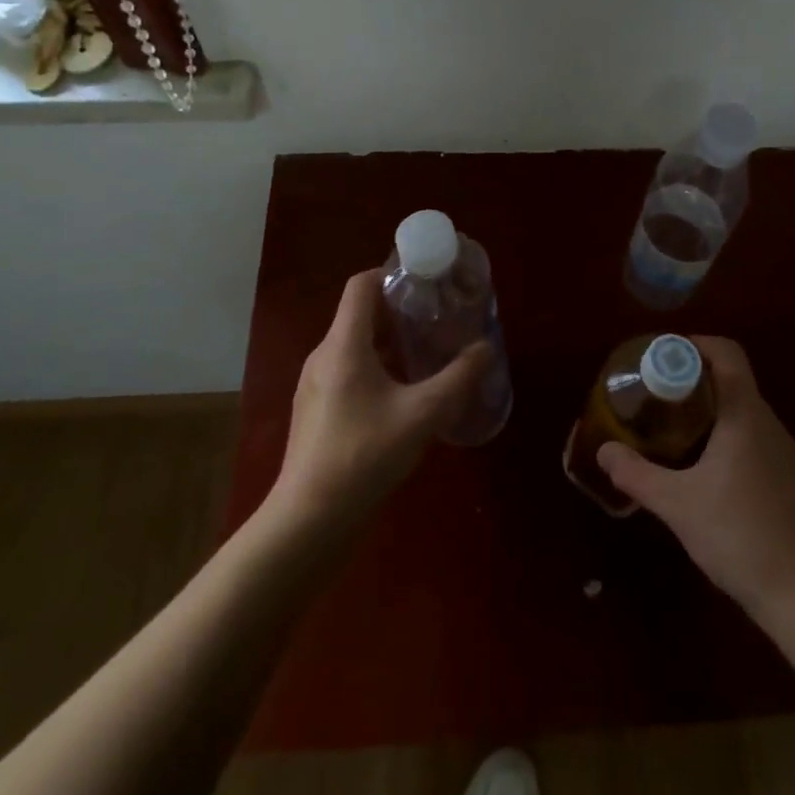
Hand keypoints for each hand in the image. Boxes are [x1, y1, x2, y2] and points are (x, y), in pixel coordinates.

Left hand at [268, 269, 490, 529]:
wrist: (308, 521)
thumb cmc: (363, 456)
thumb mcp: (422, 415)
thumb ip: (458, 379)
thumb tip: (486, 347)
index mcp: (343, 344)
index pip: (361, 285)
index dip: (391, 274)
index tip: (425, 281)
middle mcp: (324, 355)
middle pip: (360, 313)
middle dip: (398, 309)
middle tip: (436, 316)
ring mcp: (315, 384)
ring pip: (354, 343)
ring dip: (389, 340)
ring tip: (425, 351)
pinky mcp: (316, 409)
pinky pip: (347, 369)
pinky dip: (376, 365)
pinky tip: (402, 393)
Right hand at [598, 336, 794, 616]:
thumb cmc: (740, 536)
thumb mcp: (677, 505)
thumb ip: (637, 474)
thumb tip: (604, 450)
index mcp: (745, 414)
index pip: (727, 352)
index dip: (695, 344)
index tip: (663, 357)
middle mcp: (769, 423)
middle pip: (732, 380)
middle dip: (693, 380)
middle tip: (657, 396)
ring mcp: (785, 452)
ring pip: (744, 412)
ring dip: (711, 411)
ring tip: (675, 431)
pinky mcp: (791, 480)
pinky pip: (755, 439)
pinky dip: (728, 437)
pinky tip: (707, 472)